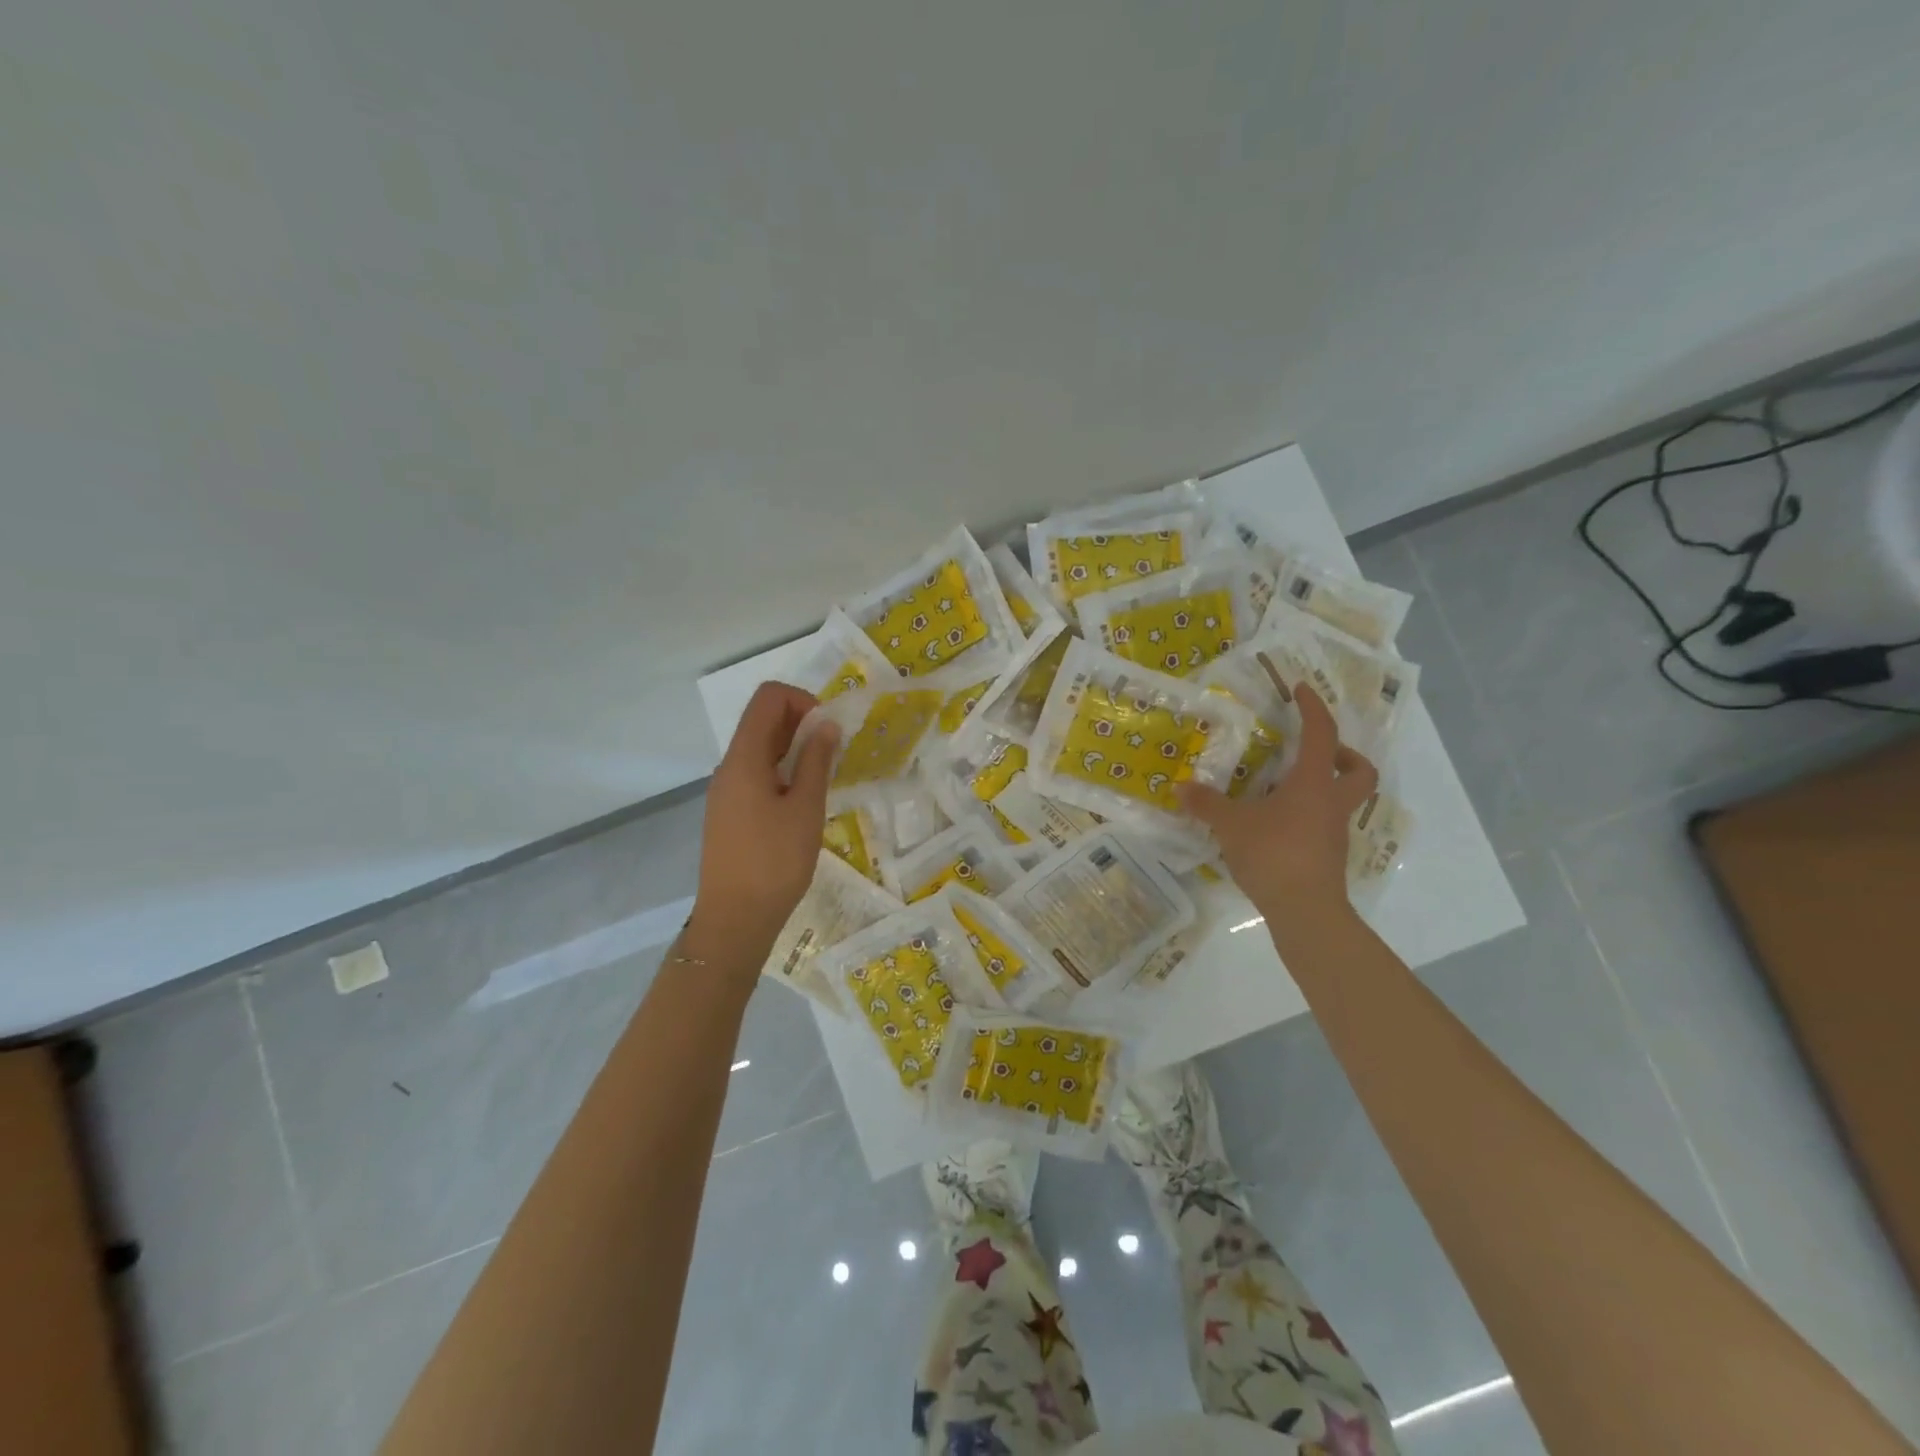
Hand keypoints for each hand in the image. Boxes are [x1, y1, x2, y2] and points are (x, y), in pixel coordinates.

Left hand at [686, 681, 838, 962]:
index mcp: (744, 759)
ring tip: (823, 779)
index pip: (767, 698)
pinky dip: (782, 772)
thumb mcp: (806, 809)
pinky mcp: (728, 813)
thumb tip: (826, 724)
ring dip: (793, 750)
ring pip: (760, 749)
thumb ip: (817, 761)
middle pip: (762, 721)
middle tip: (833, 753)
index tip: (827, 729)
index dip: (801, 700)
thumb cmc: (775, 862)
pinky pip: (756, 775)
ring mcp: (725, 791)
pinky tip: (802, 802)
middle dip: (801, 723)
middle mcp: (729, 767)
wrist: (734, 920)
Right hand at [1178, 681, 1376, 923]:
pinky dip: (1307, 816)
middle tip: (1312, 752)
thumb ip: (1206, 804)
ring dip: (1322, 787)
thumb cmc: (1273, 853)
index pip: (1321, 734)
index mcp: (1313, 783)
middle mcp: (1331, 802)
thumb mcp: (1231, 824)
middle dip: (1343, 755)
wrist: (1306, 910)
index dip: (1313, 708)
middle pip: (1358, 770)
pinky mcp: (1328, 856)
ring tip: (1282, 790)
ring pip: (1343, 799)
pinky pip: (1324, 824)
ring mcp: (1334, 832)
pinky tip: (1277, 824)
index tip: (1302, 690)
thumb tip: (1179, 787)